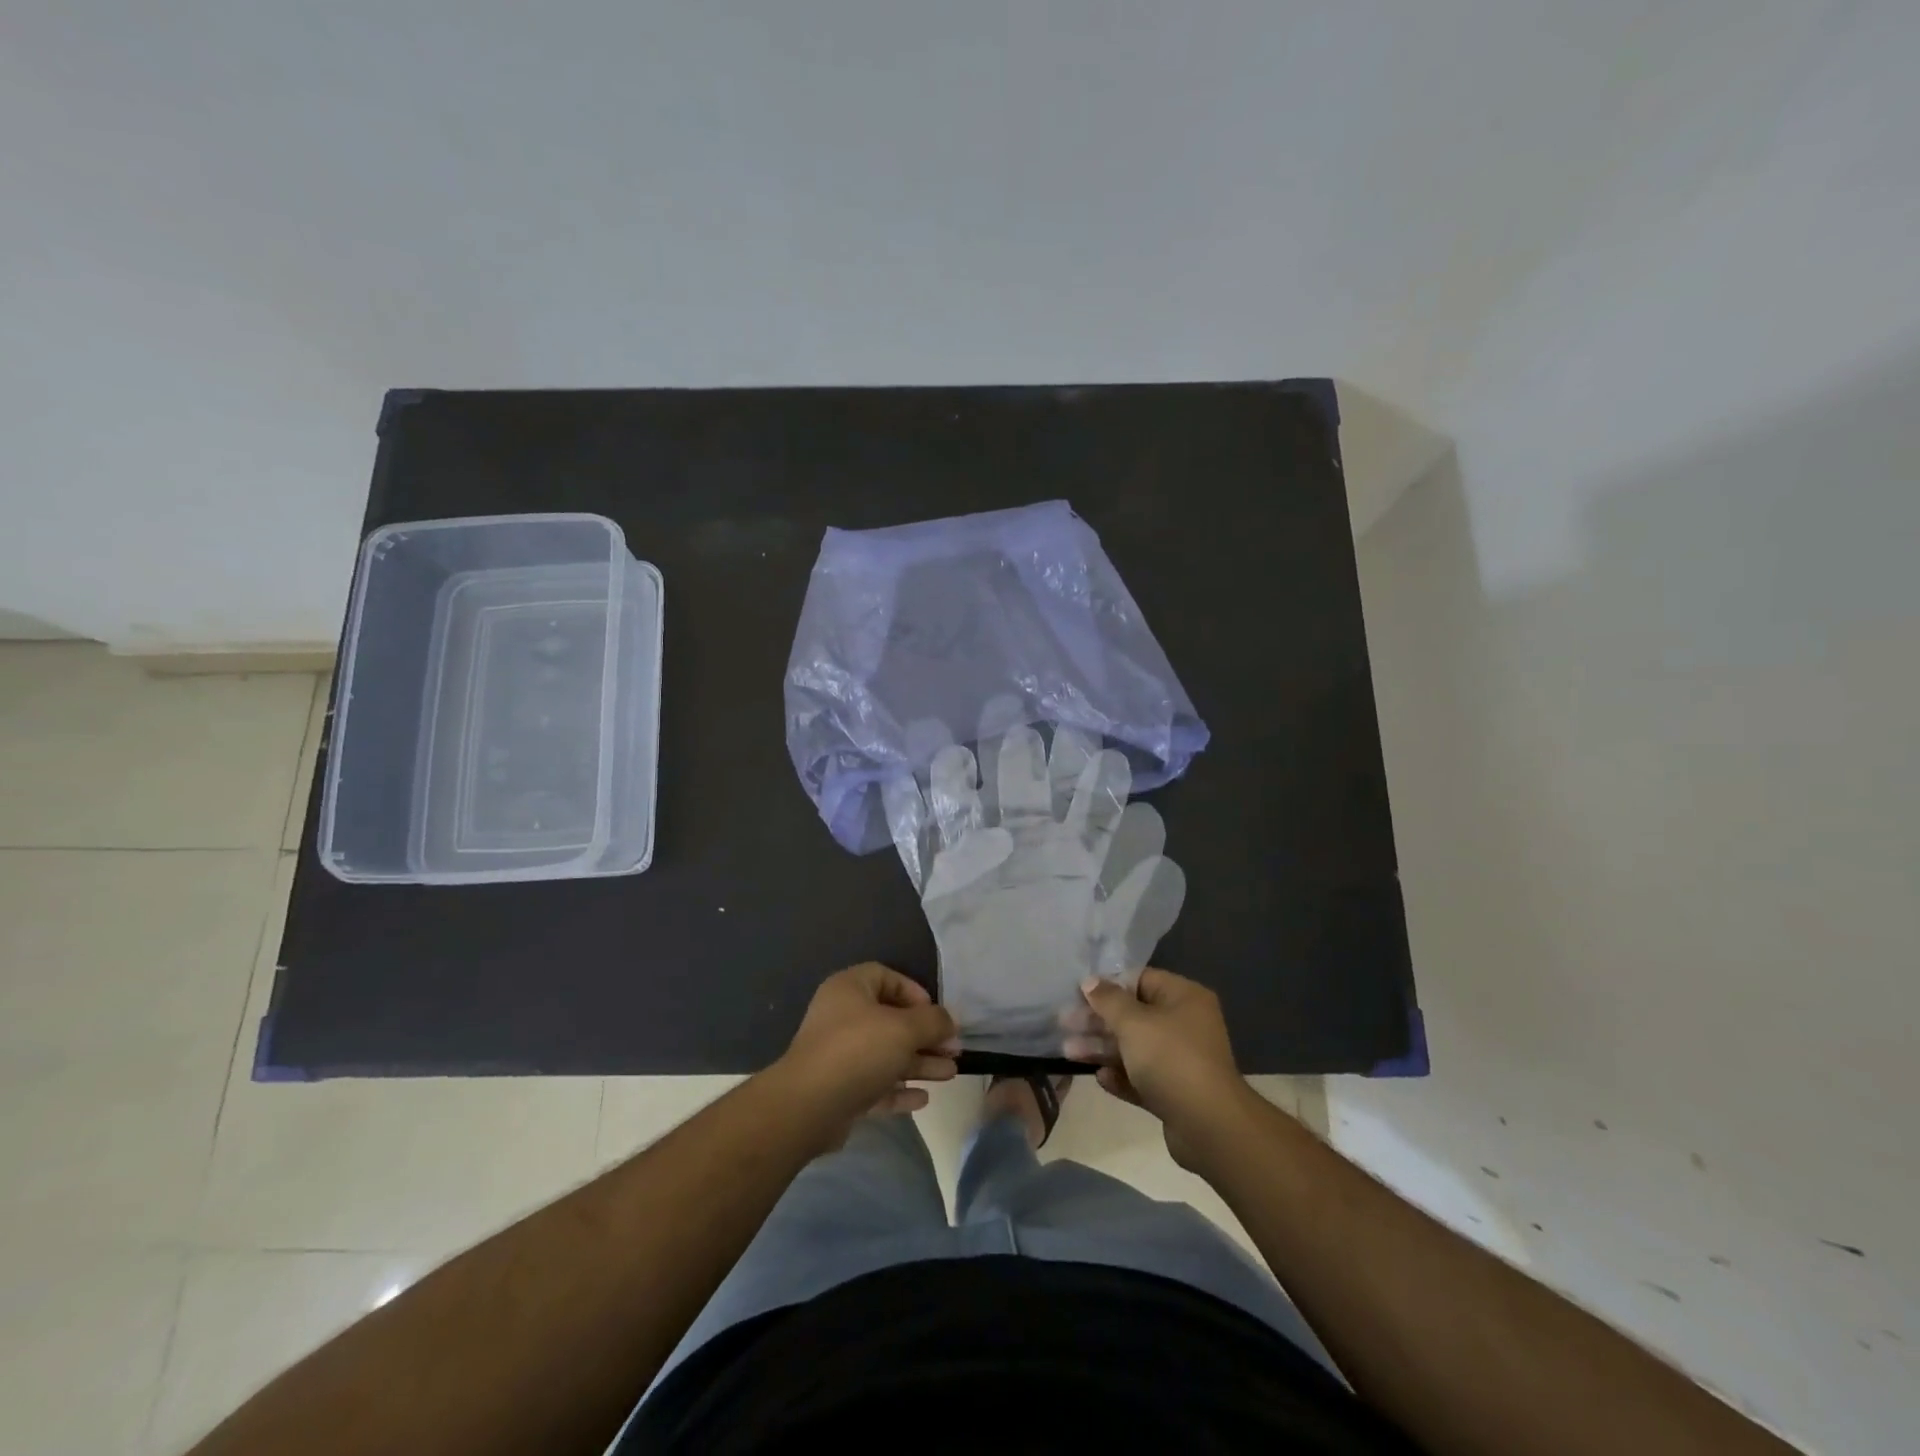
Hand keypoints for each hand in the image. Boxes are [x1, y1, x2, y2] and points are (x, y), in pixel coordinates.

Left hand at [775, 964, 959, 1127]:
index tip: (935, 1014)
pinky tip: (923, 1099)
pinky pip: (875, 1085)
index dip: (914, 992)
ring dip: (919, 1063)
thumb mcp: (904, 1028)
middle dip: (925, 1036)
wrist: (808, 1107)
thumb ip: (933, 1021)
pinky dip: (899, 1089)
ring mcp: (839, 1056)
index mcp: (850, 989)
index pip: (886, 977)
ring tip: (950, 1074)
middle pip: (891, 1020)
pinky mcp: (839, 1090)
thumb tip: (950, 1020)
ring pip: (886, 1055)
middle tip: (954, 1051)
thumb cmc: (858, 1051)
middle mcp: (842, 1017)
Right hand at [1068, 968, 1255, 1168]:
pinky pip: (1142, 1077)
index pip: (1141, 980)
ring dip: (1102, 1048)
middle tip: (1064, 1024)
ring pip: (1135, 1048)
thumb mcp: (1133, 1022)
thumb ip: (1108, 1000)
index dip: (1109, 985)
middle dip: (1098, 1021)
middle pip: (1134, 1015)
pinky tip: (1100, 1078)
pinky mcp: (1176, 1092)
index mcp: (1183, 997)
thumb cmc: (1170, 1059)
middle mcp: (1185, 1024)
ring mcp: (1181, 1060)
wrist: (1209, 1126)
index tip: (1078, 994)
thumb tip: (1090, 981)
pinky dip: (1121, 1076)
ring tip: (1068, 1053)